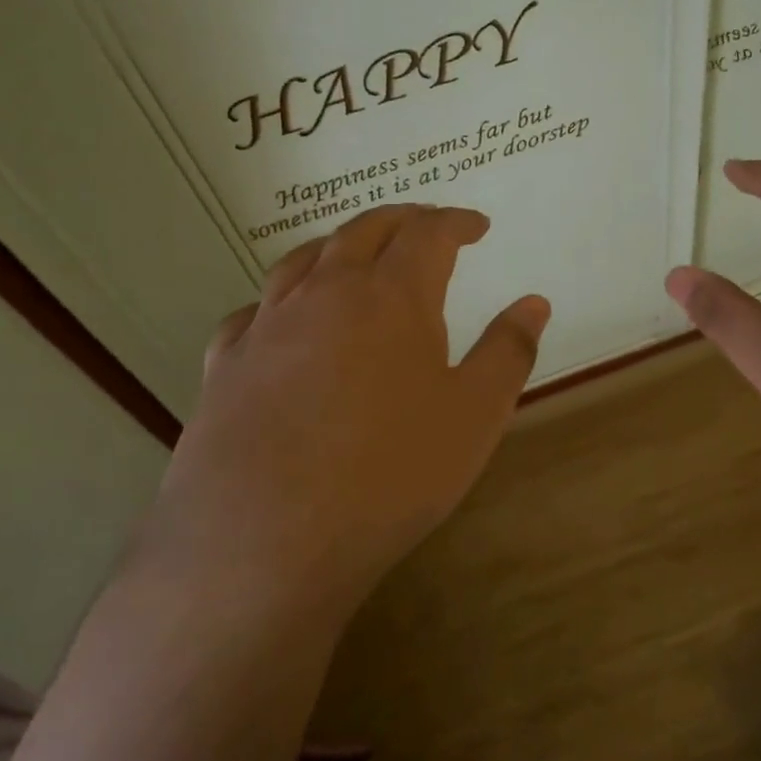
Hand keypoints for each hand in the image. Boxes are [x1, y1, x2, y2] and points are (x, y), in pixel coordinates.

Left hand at [141, 204, 548, 616]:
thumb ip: (508, 352)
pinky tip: (283, 321)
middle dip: (401, 220)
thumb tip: (534, 302)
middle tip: (424, 226)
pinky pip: (255, 310)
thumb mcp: (474, 417)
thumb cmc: (389, 474)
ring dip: (339, 245)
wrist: (264, 539)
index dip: (456, 222)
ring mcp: (268, 323)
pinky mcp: (225, 362)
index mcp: (391, 295)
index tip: (477, 227)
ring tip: (356, 254)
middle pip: (364, 231)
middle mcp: (326, 292)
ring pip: (304, 259)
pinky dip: (281, 300)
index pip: (429, 233)